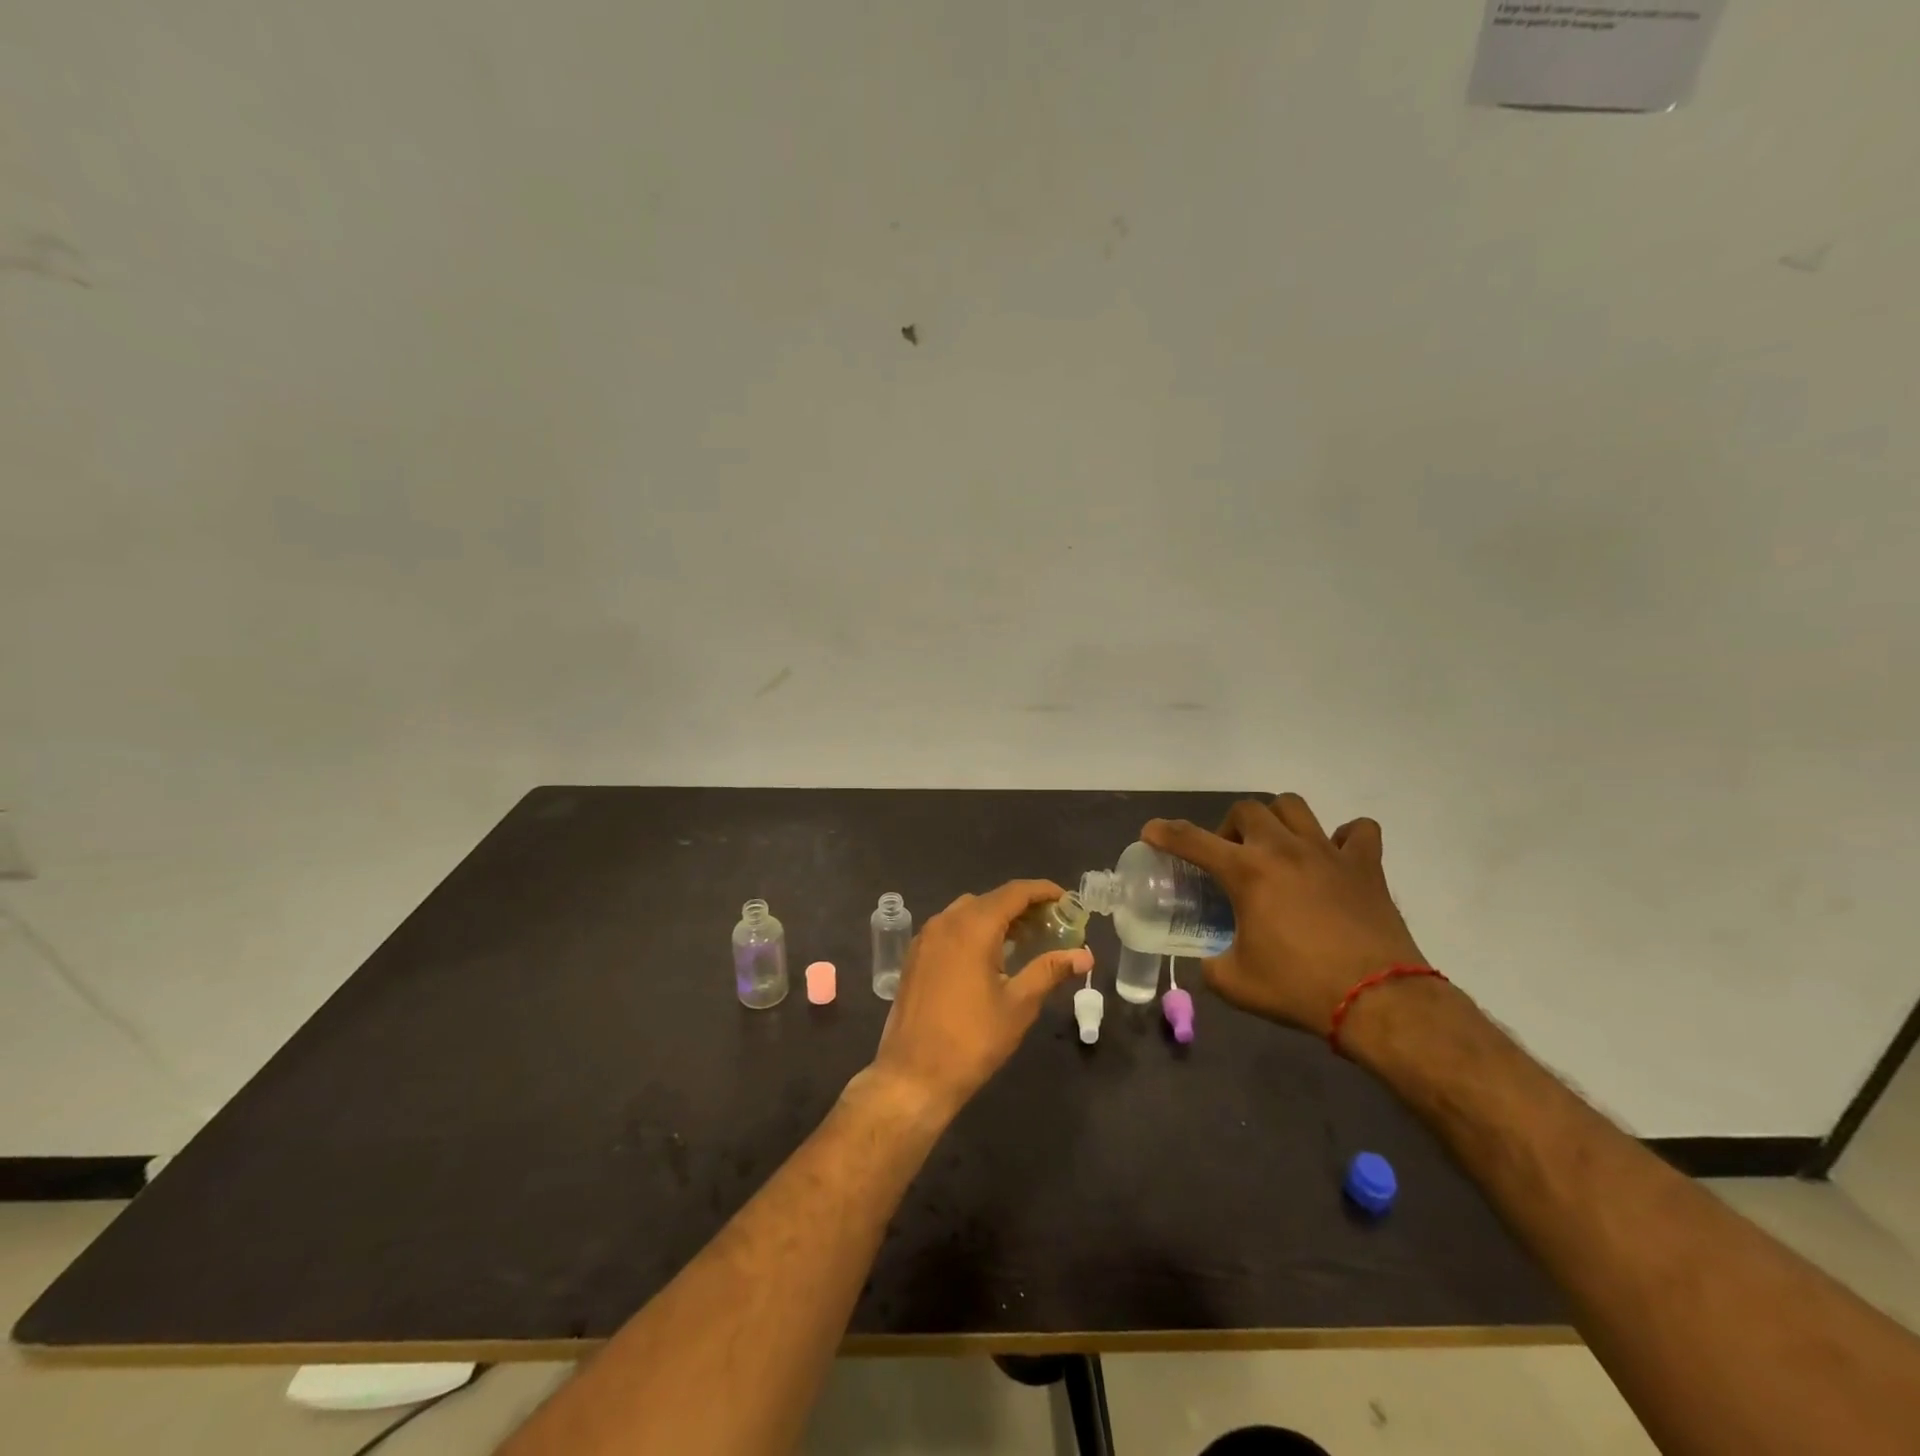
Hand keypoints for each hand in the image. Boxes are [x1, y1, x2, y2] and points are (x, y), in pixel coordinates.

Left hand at [866, 880, 1092, 1121]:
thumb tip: (1085, 955)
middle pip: (991, 899)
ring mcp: (926, 938)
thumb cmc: (972, 1040)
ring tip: (1026, 939)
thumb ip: (1050, 971)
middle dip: (1023, 906)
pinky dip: (974, 930)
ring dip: (997, 918)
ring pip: (968, 912)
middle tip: (1052, 924)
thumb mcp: (1018, 1005)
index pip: (1014, 892)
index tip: (1067, 900)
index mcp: (972, 927)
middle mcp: (946, 921)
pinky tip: (991, 956)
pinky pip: (950, 928)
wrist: (913, 1075)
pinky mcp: (915, 956)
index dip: (1043, 891)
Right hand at [1144, 794, 1425, 1036]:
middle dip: (1228, 828)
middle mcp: (1283, 849)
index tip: (1151, 831)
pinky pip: (1357, 831)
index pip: (1192, 840)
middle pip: (1246, 810)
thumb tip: (1209, 959)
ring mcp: (1328, 852)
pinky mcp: (1365, 866)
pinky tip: (1333, 857)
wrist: (1378, 1001)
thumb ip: (1211, 963)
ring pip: (1294, 806)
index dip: (1165, 833)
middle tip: (1230, 858)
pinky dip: (1343, 837)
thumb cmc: (1299, 989)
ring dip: (1276, 820)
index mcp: (1247, 873)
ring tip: (1274, 847)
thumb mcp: (1235, 983)